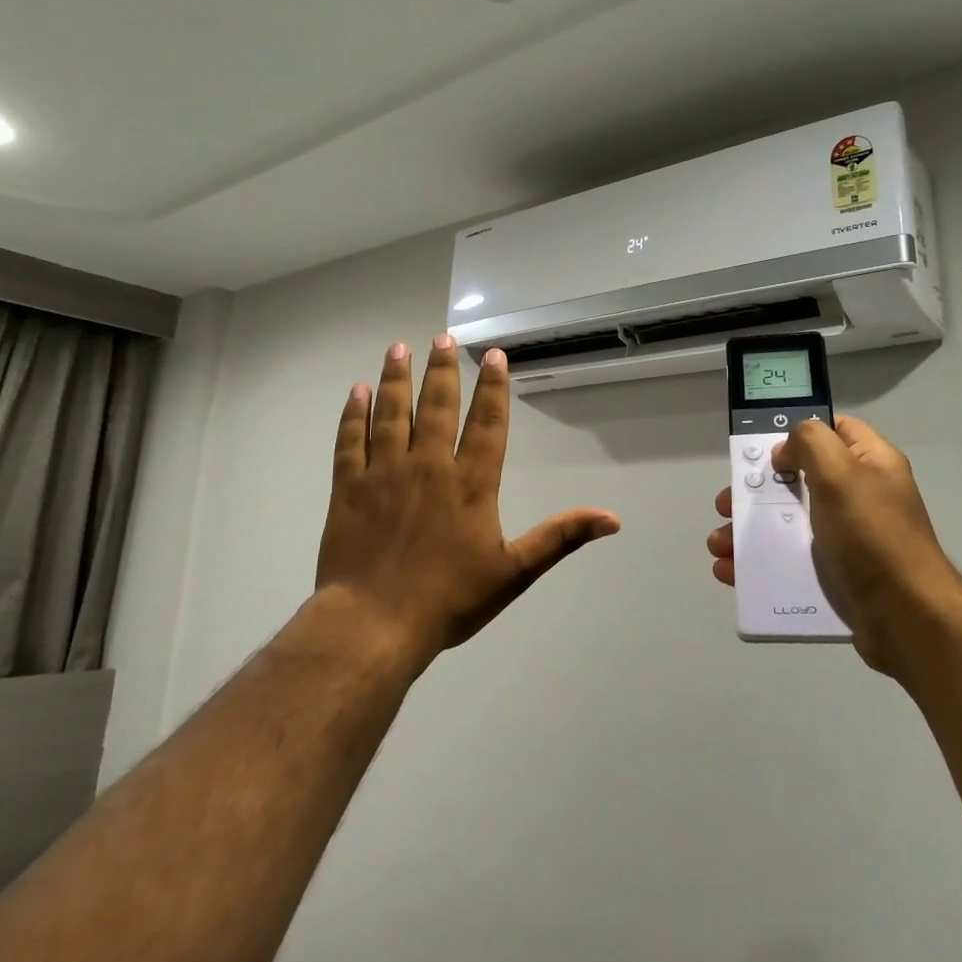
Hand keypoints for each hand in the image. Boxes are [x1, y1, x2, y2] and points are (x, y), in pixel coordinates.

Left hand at [317, 337, 620, 665]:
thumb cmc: (449, 600)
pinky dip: (354, 413)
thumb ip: (560, 537)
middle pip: (437, 406)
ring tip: (399, 347)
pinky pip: (350, 440)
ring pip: (392, 412)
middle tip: (443, 337)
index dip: (493, 388)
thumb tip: (613, 519)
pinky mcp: (349, 487)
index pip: (488, 424)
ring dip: (396, 378)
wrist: (374, 624)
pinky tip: (356, 391)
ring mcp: (384, 472)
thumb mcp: (514, 572)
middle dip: (442, 369)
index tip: (494, 356)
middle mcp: (429, 466)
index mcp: (471, 484)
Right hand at [707, 415, 961, 673]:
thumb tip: (786, 450)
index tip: (762, 449)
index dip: (797, 433)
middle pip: (798, 478)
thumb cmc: (873, 536)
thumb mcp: (842, 473)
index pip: (834, 430)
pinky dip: (758, 563)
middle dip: (756, 489)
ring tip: (719, 544)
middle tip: (727, 502)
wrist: (907, 619)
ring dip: (749, 530)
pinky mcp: (834, 574)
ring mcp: (846, 538)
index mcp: (870, 464)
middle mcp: (859, 496)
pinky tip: (730, 570)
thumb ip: (810, 443)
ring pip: (787, 522)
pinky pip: (788, 560)